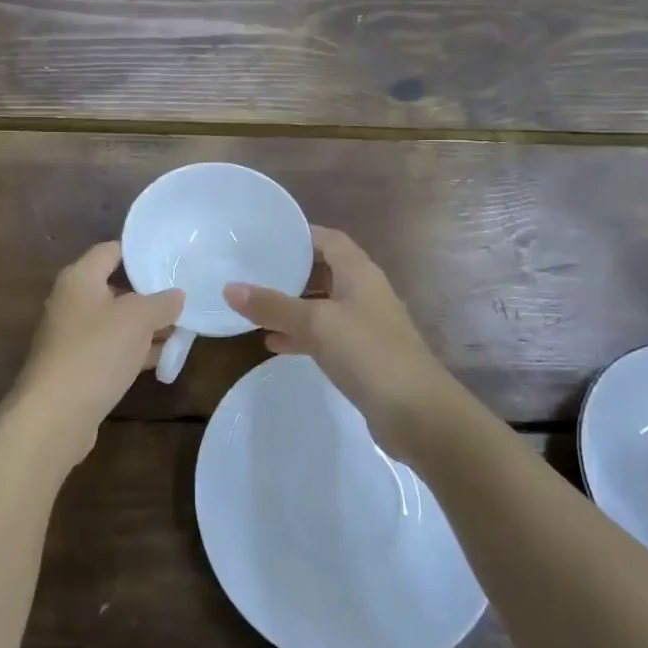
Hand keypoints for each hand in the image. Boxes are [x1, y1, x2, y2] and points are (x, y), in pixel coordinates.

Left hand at [5, 242, 182, 465]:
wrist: (54, 415)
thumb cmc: (96, 352)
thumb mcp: (138, 320)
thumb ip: (162, 303)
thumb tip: (177, 295)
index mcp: (80, 278)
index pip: (112, 250)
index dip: (141, 252)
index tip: (171, 259)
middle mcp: (71, 301)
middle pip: (115, 287)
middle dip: (150, 294)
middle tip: (184, 297)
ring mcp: (72, 336)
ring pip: (116, 322)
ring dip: (147, 326)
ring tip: (184, 330)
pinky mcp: (77, 366)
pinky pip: (111, 349)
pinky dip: (135, 350)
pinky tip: (164, 359)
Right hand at [225, 227, 457, 456]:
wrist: (417, 413)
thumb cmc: (368, 352)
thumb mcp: (316, 323)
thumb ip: (273, 306)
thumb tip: (229, 288)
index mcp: (359, 272)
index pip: (329, 239)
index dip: (301, 234)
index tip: (266, 235)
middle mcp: (364, 292)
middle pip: (325, 270)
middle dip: (292, 270)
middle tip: (254, 269)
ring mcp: (366, 325)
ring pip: (323, 305)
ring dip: (294, 305)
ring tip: (256, 306)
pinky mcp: (363, 356)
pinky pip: (326, 335)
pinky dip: (302, 335)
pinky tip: (274, 344)